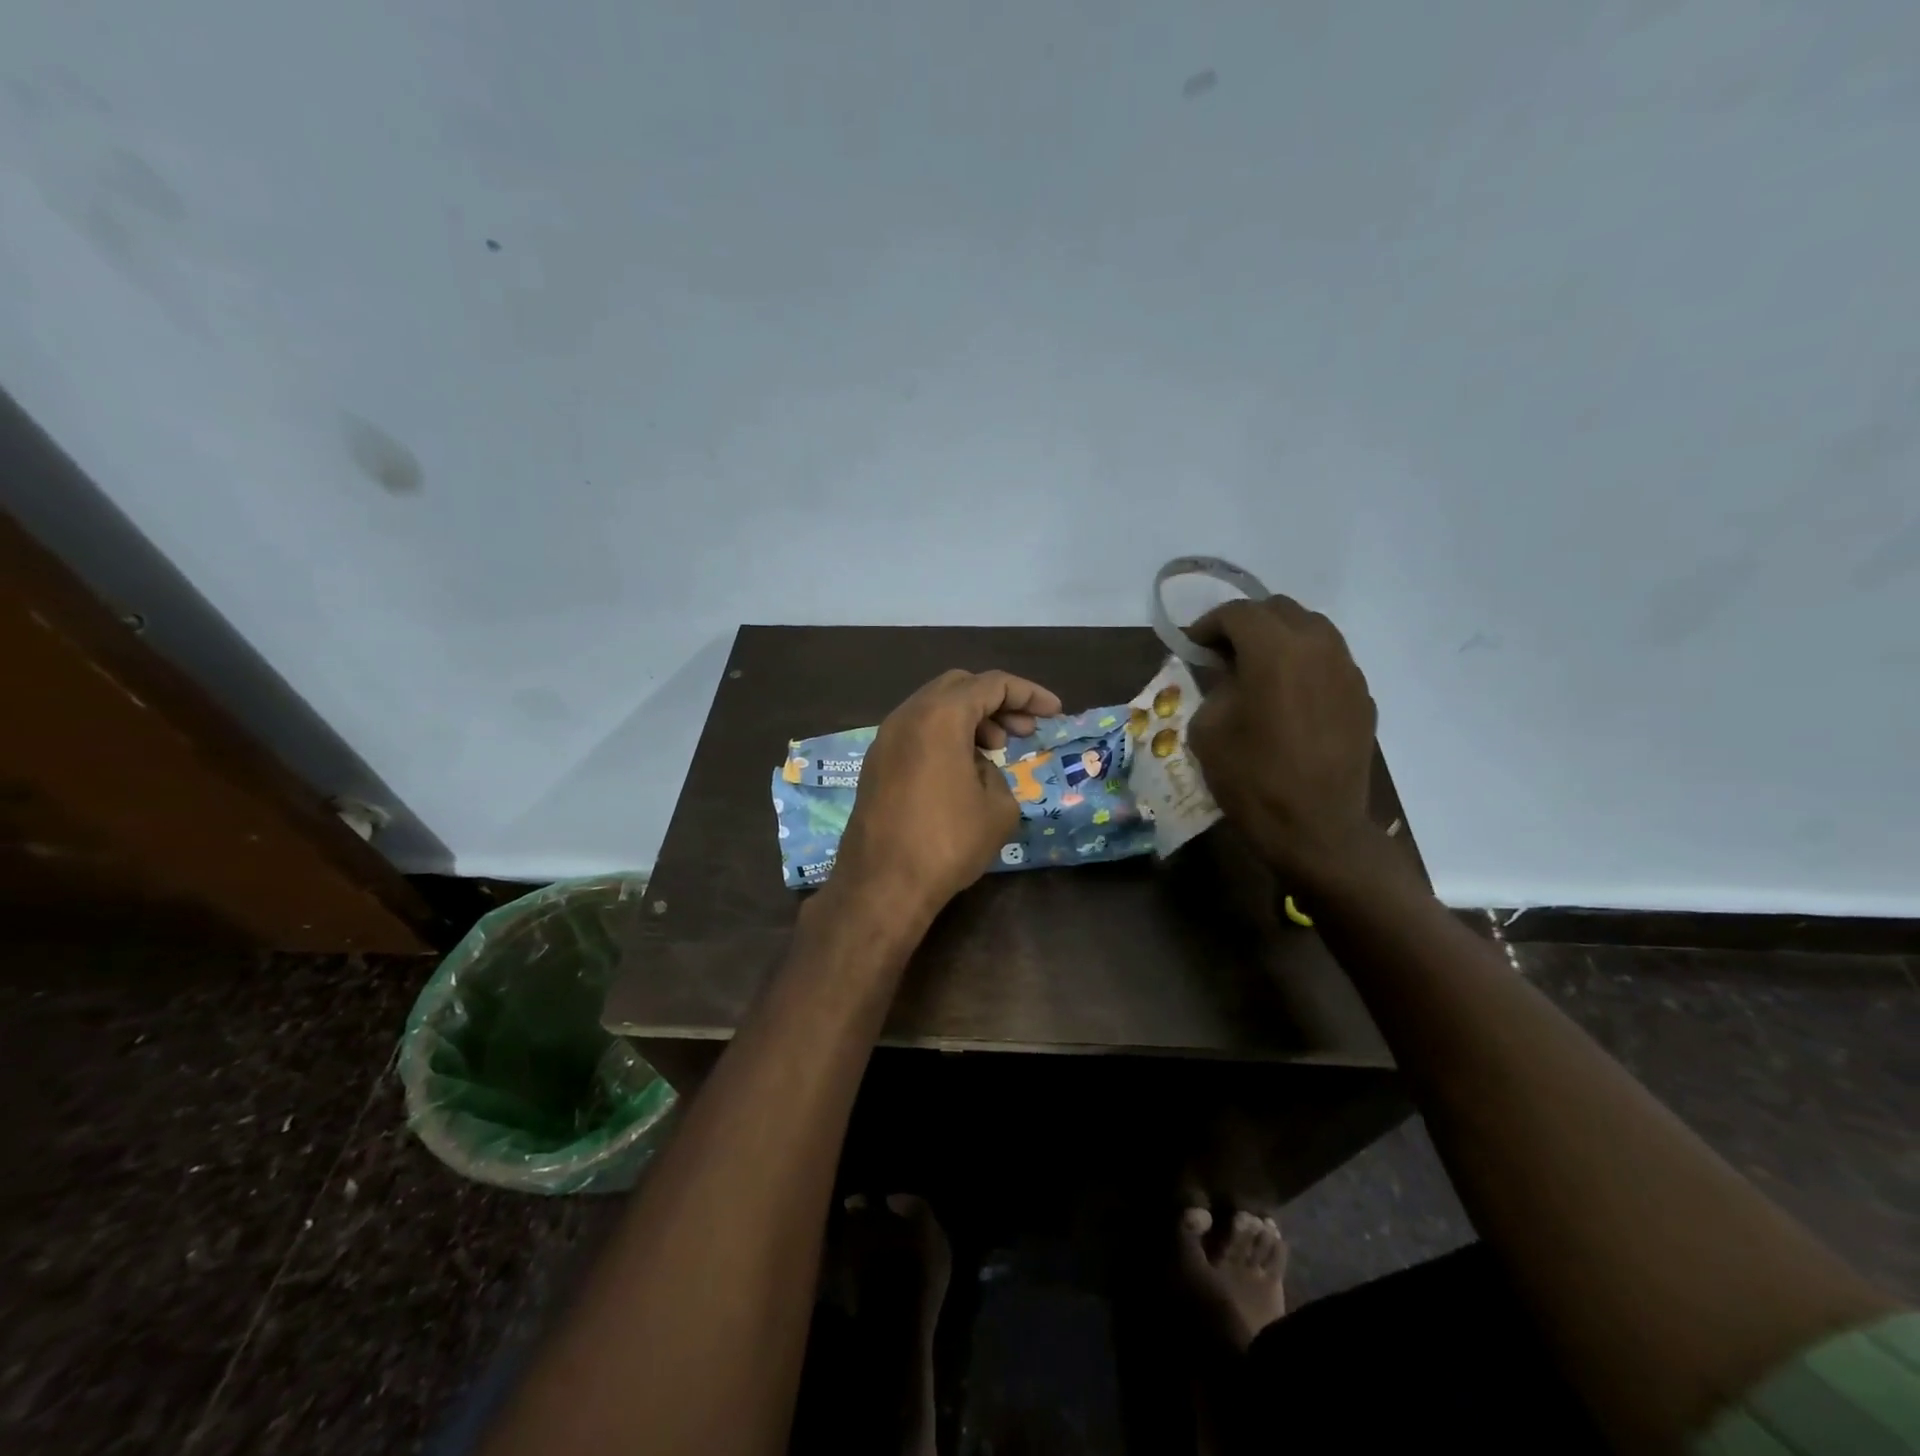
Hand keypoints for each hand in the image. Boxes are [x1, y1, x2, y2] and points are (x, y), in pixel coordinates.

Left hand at [830, 669, 1062, 925]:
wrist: (881, 885)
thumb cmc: (947, 843)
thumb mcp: (998, 808)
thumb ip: (997, 773)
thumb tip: (978, 768)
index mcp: (940, 716)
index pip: (992, 684)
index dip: (1029, 694)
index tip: (1054, 713)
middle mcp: (907, 716)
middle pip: (959, 686)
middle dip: (997, 701)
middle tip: (1023, 730)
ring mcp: (885, 739)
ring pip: (934, 707)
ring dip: (969, 718)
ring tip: (996, 750)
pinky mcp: (875, 763)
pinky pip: (916, 731)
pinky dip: (944, 735)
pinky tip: (962, 767)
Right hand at [1186, 597, 1381, 889]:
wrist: (1316, 829)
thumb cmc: (1252, 779)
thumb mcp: (1209, 729)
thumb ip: (1215, 687)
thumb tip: (1226, 674)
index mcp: (1275, 651)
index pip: (1238, 613)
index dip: (1208, 624)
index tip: (1192, 646)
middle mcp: (1318, 647)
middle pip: (1279, 610)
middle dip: (1246, 624)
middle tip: (1223, 654)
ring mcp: (1348, 670)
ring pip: (1311, 630)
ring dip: (1279, 639)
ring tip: (1257, 670)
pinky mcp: (1362, 696)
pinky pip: (1329, 661)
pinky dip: (1304, 664)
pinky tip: (1288, 696)